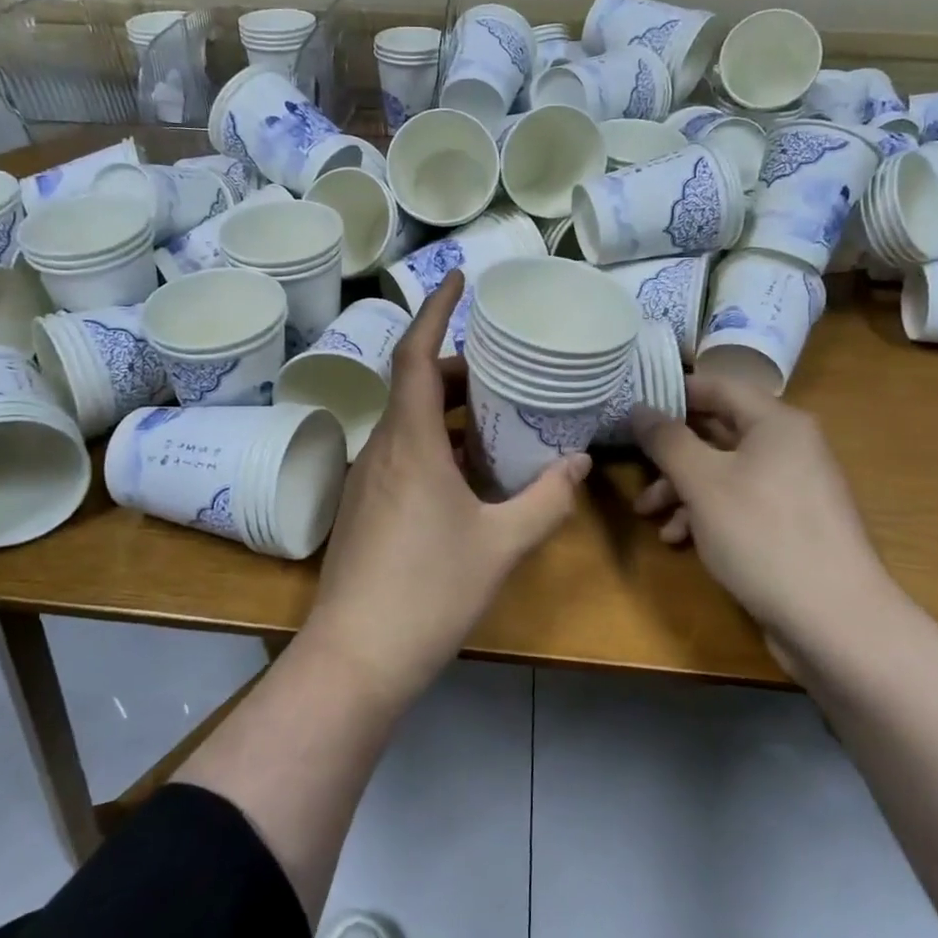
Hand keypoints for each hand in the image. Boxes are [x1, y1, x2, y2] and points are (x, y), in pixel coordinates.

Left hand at [304, 272, 589, 704]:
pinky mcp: (363, 507)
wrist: (356, 657)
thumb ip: (545, 500)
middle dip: (454, 369)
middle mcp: (381, 449)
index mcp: (410, 443)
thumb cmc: (429, 592)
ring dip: (445, 410)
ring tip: (493, 417)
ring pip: (406, 423)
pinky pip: (400, 454)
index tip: (458, 280)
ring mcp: (365, 479)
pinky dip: (434, 444)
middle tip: (501, 370)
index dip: (434, 311)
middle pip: (413, 386)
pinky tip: (467, 474)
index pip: (414, 355)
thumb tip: (581, 463)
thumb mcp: (500, 544)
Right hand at [630, 375, 890, 648]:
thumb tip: (639, 408)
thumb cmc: (762, 535)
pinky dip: (707, 514)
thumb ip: (667, 440)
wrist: (835, 621)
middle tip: (635, 467)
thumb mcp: (703, 482)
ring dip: (682, 489)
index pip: (718, 386)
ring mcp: (793, 487)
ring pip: (724, 472)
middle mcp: (789, 446)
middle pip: (718, 432)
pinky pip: (740, 502)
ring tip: (650, 515)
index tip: (633, 404)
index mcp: (776, 423)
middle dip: (671, 454)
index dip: (674, 392)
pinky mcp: (791, 525)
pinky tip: (680, 539)